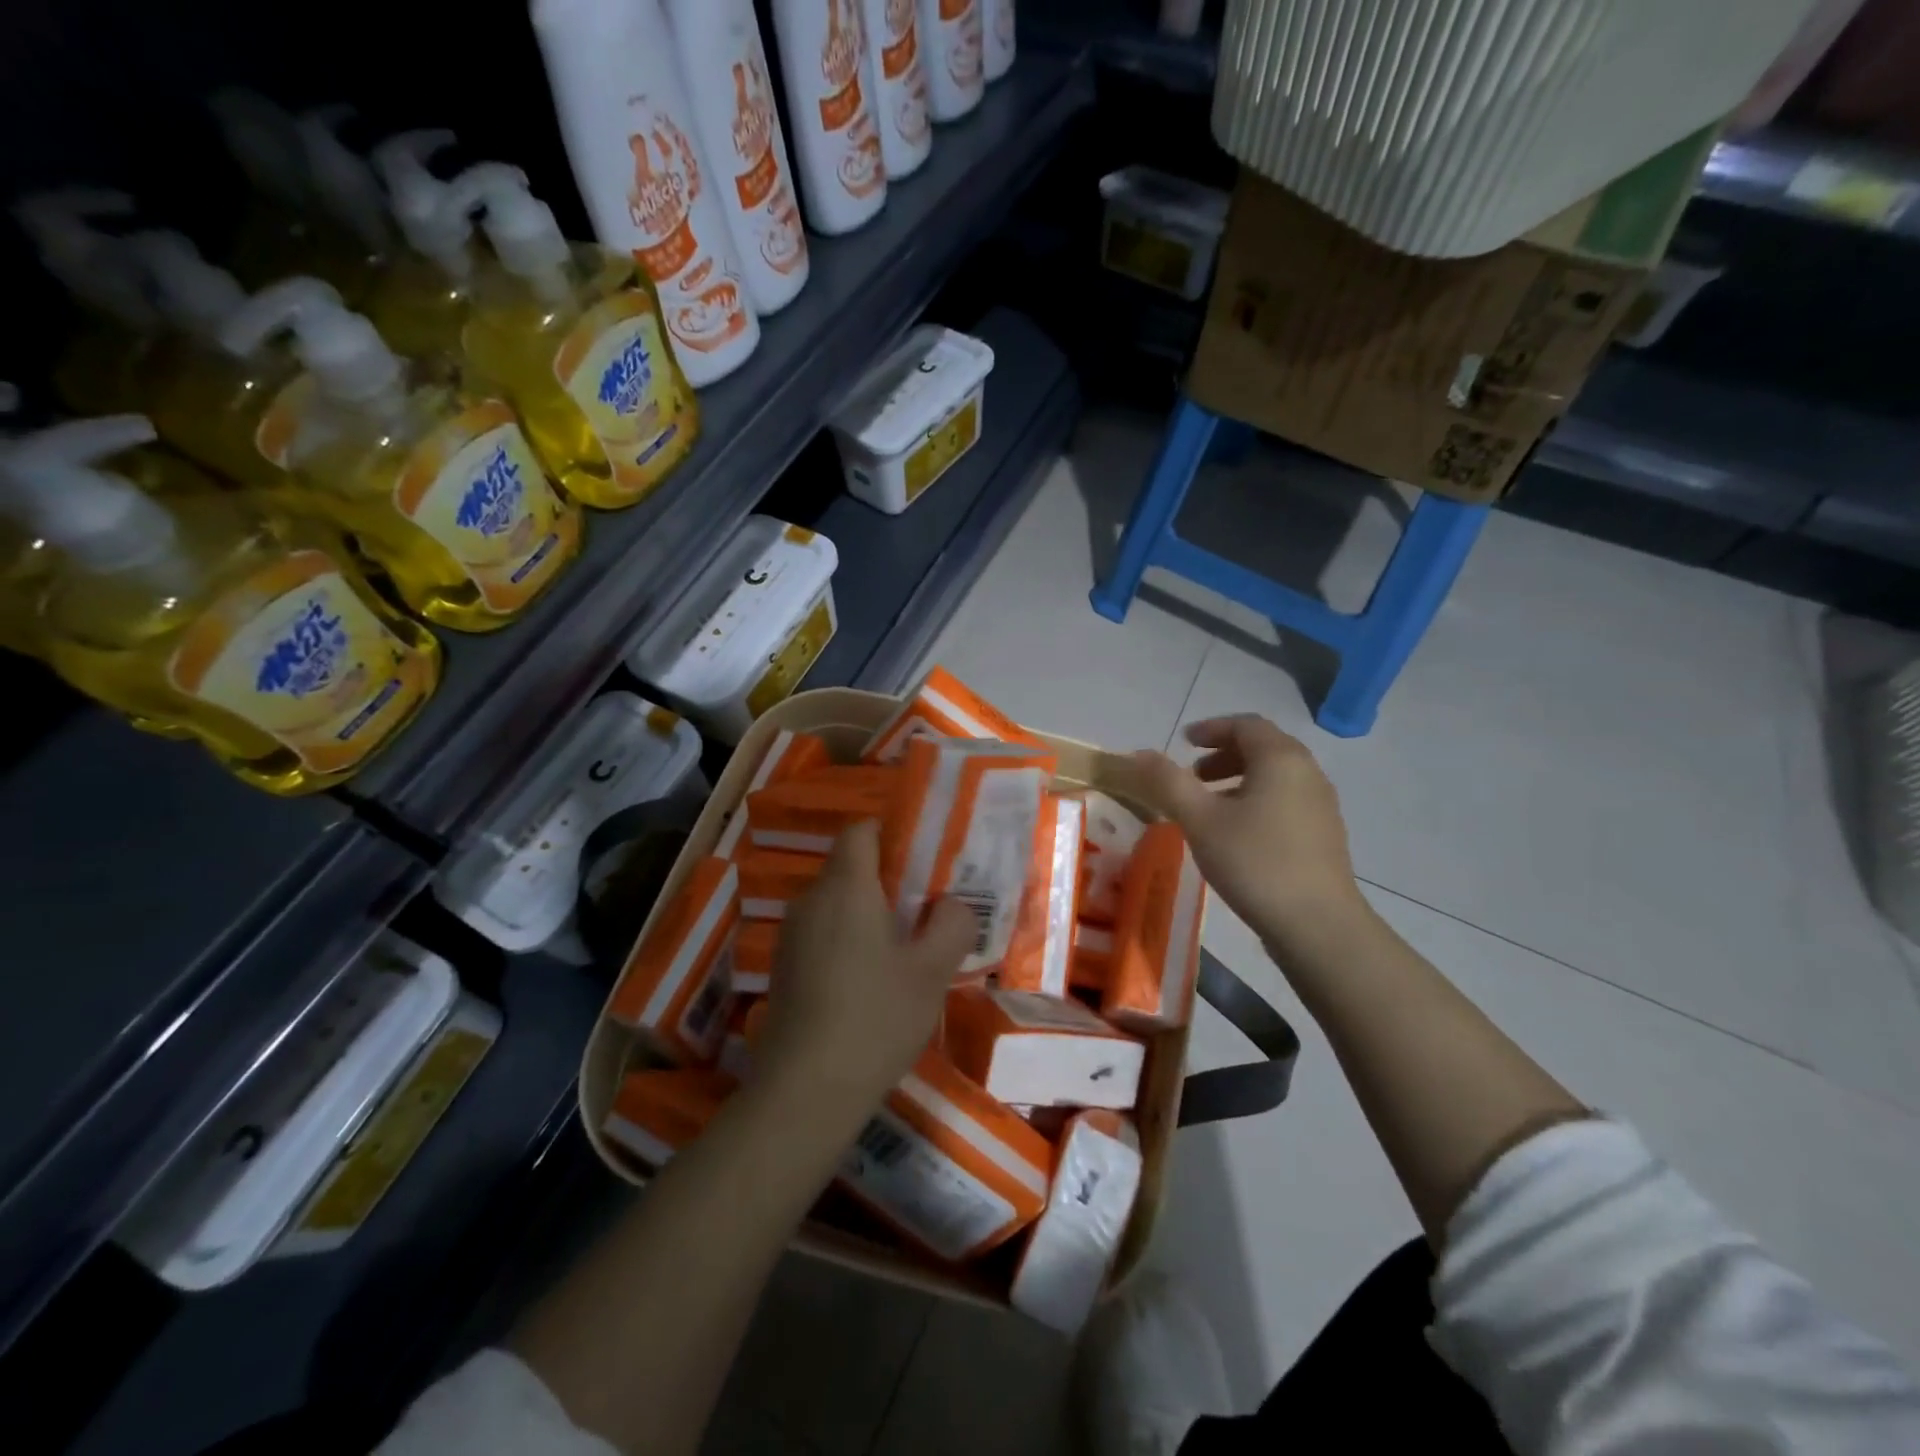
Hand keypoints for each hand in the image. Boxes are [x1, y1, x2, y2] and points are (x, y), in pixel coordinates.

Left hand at [756, 819, 975, 1114]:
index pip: (862, 830)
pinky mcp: (785, 968)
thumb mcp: (932, 971)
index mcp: (845, 887)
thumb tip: (952, 905)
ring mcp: (791, 936)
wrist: (804, 1091)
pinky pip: (823, 933)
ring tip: (906, 950)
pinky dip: (849, 941)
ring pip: (837, 904)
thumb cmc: (876, 1017)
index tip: (926, 860)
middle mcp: (811, 900)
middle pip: (851, 867)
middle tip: (928, 909)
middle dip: (891, 880)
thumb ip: (953, 924)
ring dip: (871, 914)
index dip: (894, 834)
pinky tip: (872, 982)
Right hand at [1133, 715, 1367, 954]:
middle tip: (1192, 775)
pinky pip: (1285, 800)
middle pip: (1263, 748)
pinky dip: (1256, 800)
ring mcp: (1321, 805)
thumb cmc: (1255, 862)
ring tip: (1208, 807)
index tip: (1183, 743)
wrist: (1318, 925)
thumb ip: (1167, 782)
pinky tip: (1236, 834)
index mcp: (1280, 759)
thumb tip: (1139, 754)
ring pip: (1275, 776)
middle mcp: (1307, 773)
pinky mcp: (1323, 835)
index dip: (1211, 728)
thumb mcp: (1200, 820)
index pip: (1245, 725)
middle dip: (1223, 755)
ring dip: (1238, 779)